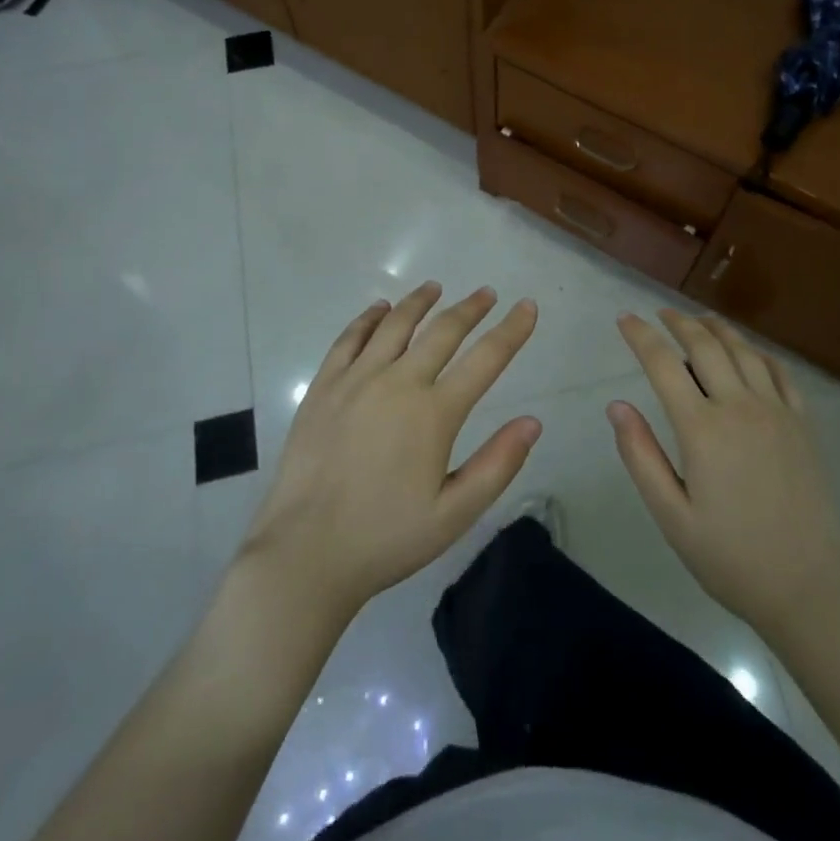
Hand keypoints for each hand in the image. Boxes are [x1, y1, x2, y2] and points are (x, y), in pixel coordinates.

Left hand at [240, 282, 542, 622]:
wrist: (306, 552)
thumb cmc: (386, 538)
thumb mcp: (454, 514)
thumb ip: (497, 465)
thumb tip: (533, 422)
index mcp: (434, 413)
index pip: (486, 359)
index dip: (511, 330)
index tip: (527, 307)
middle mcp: (398, 382)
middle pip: (442, 331)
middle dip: (470, 308)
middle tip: (487, 293)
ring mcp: (356, 380)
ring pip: (395, 324)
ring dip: (419, 302)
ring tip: (434, 287)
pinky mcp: (324, 387)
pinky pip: (349, 338)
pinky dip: (368, 318)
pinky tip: (379, 309)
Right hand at [609, 309, 839, 641]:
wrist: (811, 587)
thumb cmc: (731, 557)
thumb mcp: (671, 516)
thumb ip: (641, 456)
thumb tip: (616, 405)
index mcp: (702, 429)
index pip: (663, 363)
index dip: (641, 336)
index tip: (625, 318)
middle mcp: (739, 407)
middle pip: (705, 345)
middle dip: (678, 322)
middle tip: (660, 313)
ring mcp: (776, 412)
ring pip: (743, 350)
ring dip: (717, 328)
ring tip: (700, 319)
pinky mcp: (802, 424)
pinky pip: (780, 372)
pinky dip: (758, 352)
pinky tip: (749, 352)